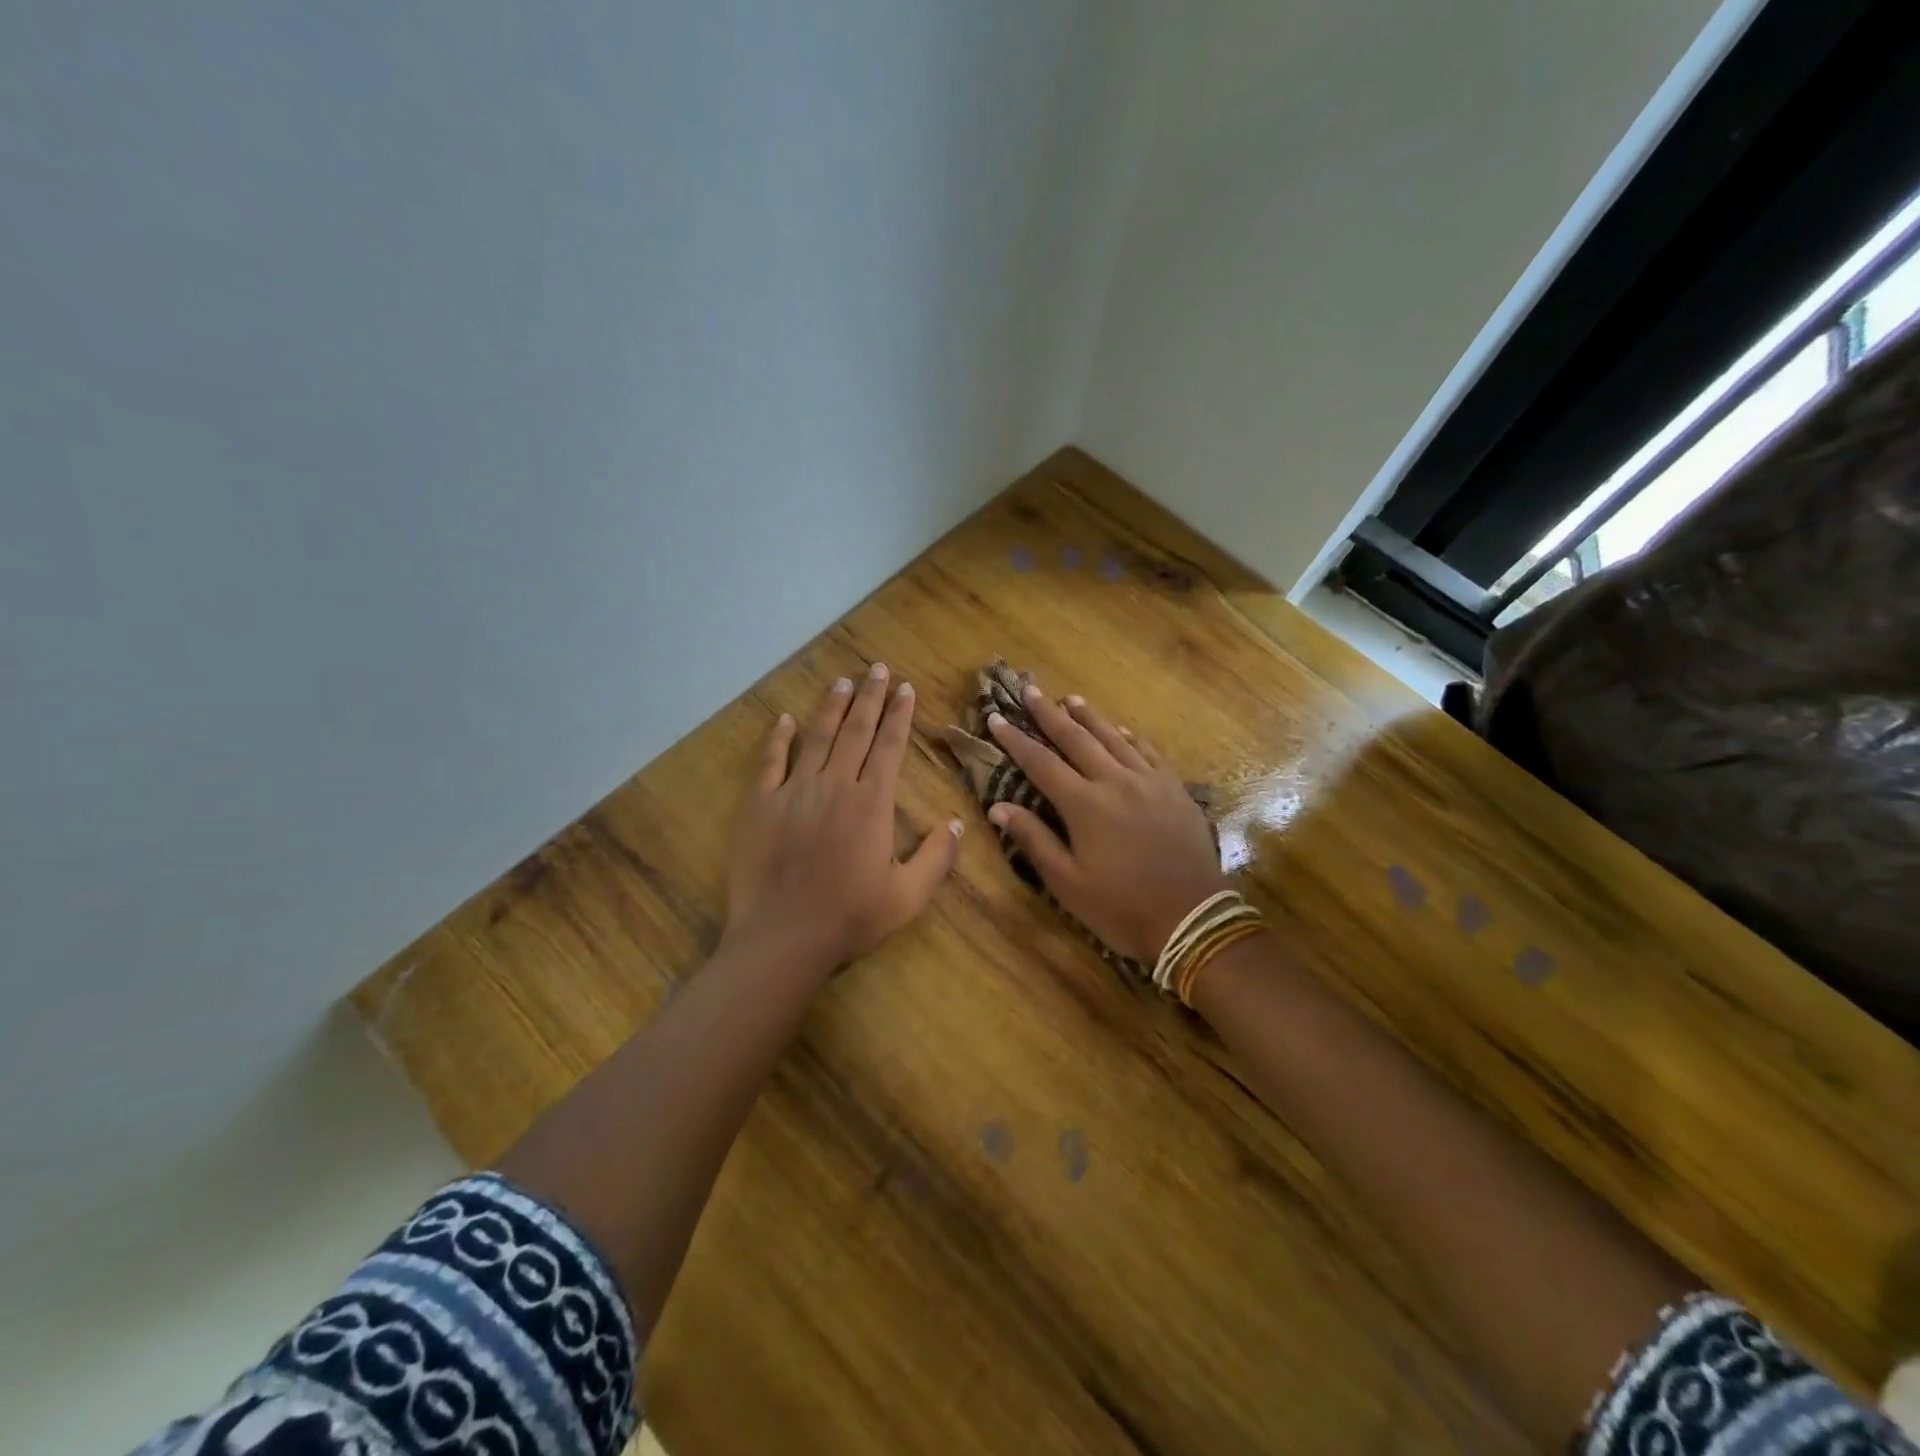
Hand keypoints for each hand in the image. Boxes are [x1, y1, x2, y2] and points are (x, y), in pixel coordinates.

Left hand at [724, 664, 962, 976]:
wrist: (783, 937)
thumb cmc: (850, 918)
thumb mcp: (908, 896)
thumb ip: (937, 857)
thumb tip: (955, 822)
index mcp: (872, 804)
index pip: (890, 747)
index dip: (900, 715)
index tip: (906, 689)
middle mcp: (835, 786)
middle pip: (855, 731)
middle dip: (869, 698)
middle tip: (877, 669)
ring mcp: (794, 791)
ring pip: (816, 737)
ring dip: (831, 707)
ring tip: (843, 682)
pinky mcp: (760, 805)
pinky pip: (770, 762)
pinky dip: (778, 738)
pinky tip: (785, 719)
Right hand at [985, 684, 1227, 963]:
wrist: (1192, 918)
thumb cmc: (1121, 907)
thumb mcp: (1068, 882)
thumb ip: (1034, 840)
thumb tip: (998, 807)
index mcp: (1084, 805)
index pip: (1041, 763)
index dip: (1015, 740)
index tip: (996, 718)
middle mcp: (1115, 781)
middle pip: (1076, 738)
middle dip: (1049, 714)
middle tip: (1030, 689)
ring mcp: (1149, 781)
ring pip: (1113, 738)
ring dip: (1089, 717)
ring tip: (1070, 698)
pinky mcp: (1174, 789)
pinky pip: (1148, 752)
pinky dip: (1129, 736)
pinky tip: (1121, 729)